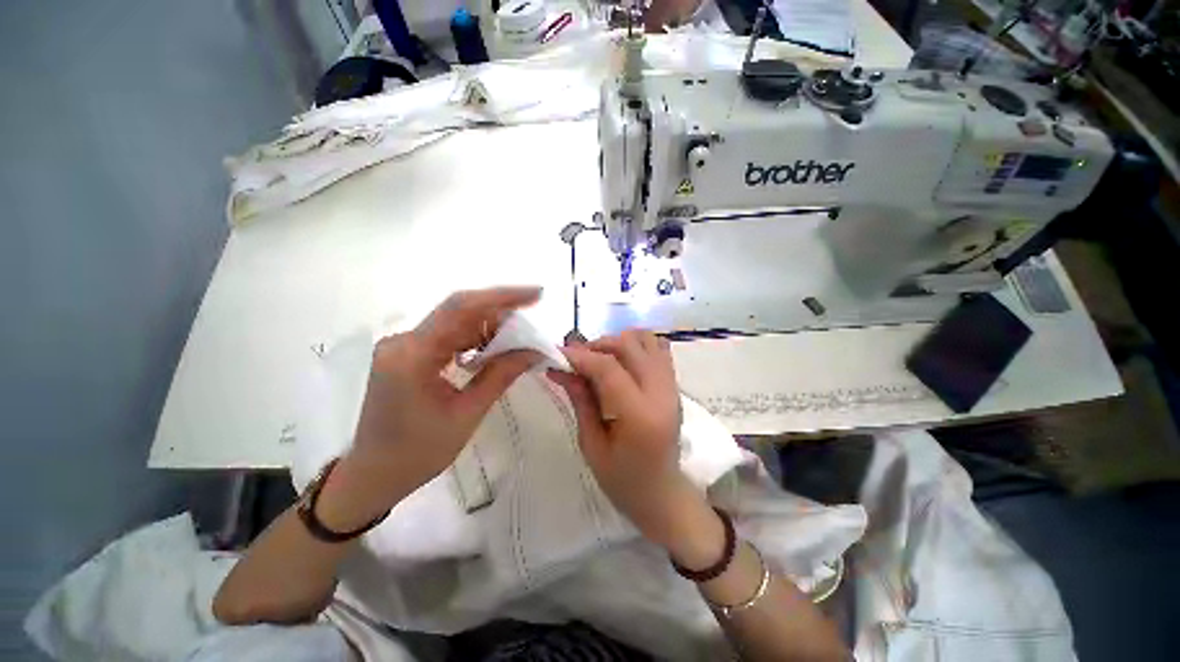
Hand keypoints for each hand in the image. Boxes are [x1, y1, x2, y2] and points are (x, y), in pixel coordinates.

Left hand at [339, 287, 541, 516]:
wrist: (374, 475)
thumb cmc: (419, 452)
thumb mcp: (467, 414)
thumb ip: (501, 375)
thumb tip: (534, 350)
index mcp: (412, 355)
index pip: (462, 308)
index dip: (502, 297)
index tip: (536, 294)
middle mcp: (404, 341)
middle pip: (460, 312)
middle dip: (501, 316)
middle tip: (531, 330)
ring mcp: (403, 345)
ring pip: (456, 323)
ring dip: (490, 329)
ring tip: (518, 343)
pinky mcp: (408, 353)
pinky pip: (448, 336)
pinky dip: (475, 340)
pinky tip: (493, 351)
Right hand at [549, 330, 718, 558]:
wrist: (662, 493)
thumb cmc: (622, 480)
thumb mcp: (591, 445)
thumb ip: (581, 401)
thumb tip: (561, 369)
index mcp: (640, 415)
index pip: (608, 368)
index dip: (581, 356)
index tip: (558, 353)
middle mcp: (661, 393)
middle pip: (629, 346)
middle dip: (598, 345)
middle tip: (577, 360)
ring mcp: (672, 386)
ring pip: (646, 340)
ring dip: (619, 341)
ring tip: (600, 358)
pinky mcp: (674, 384)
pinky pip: (658, 348)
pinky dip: (637, 345)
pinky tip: (621, 360)